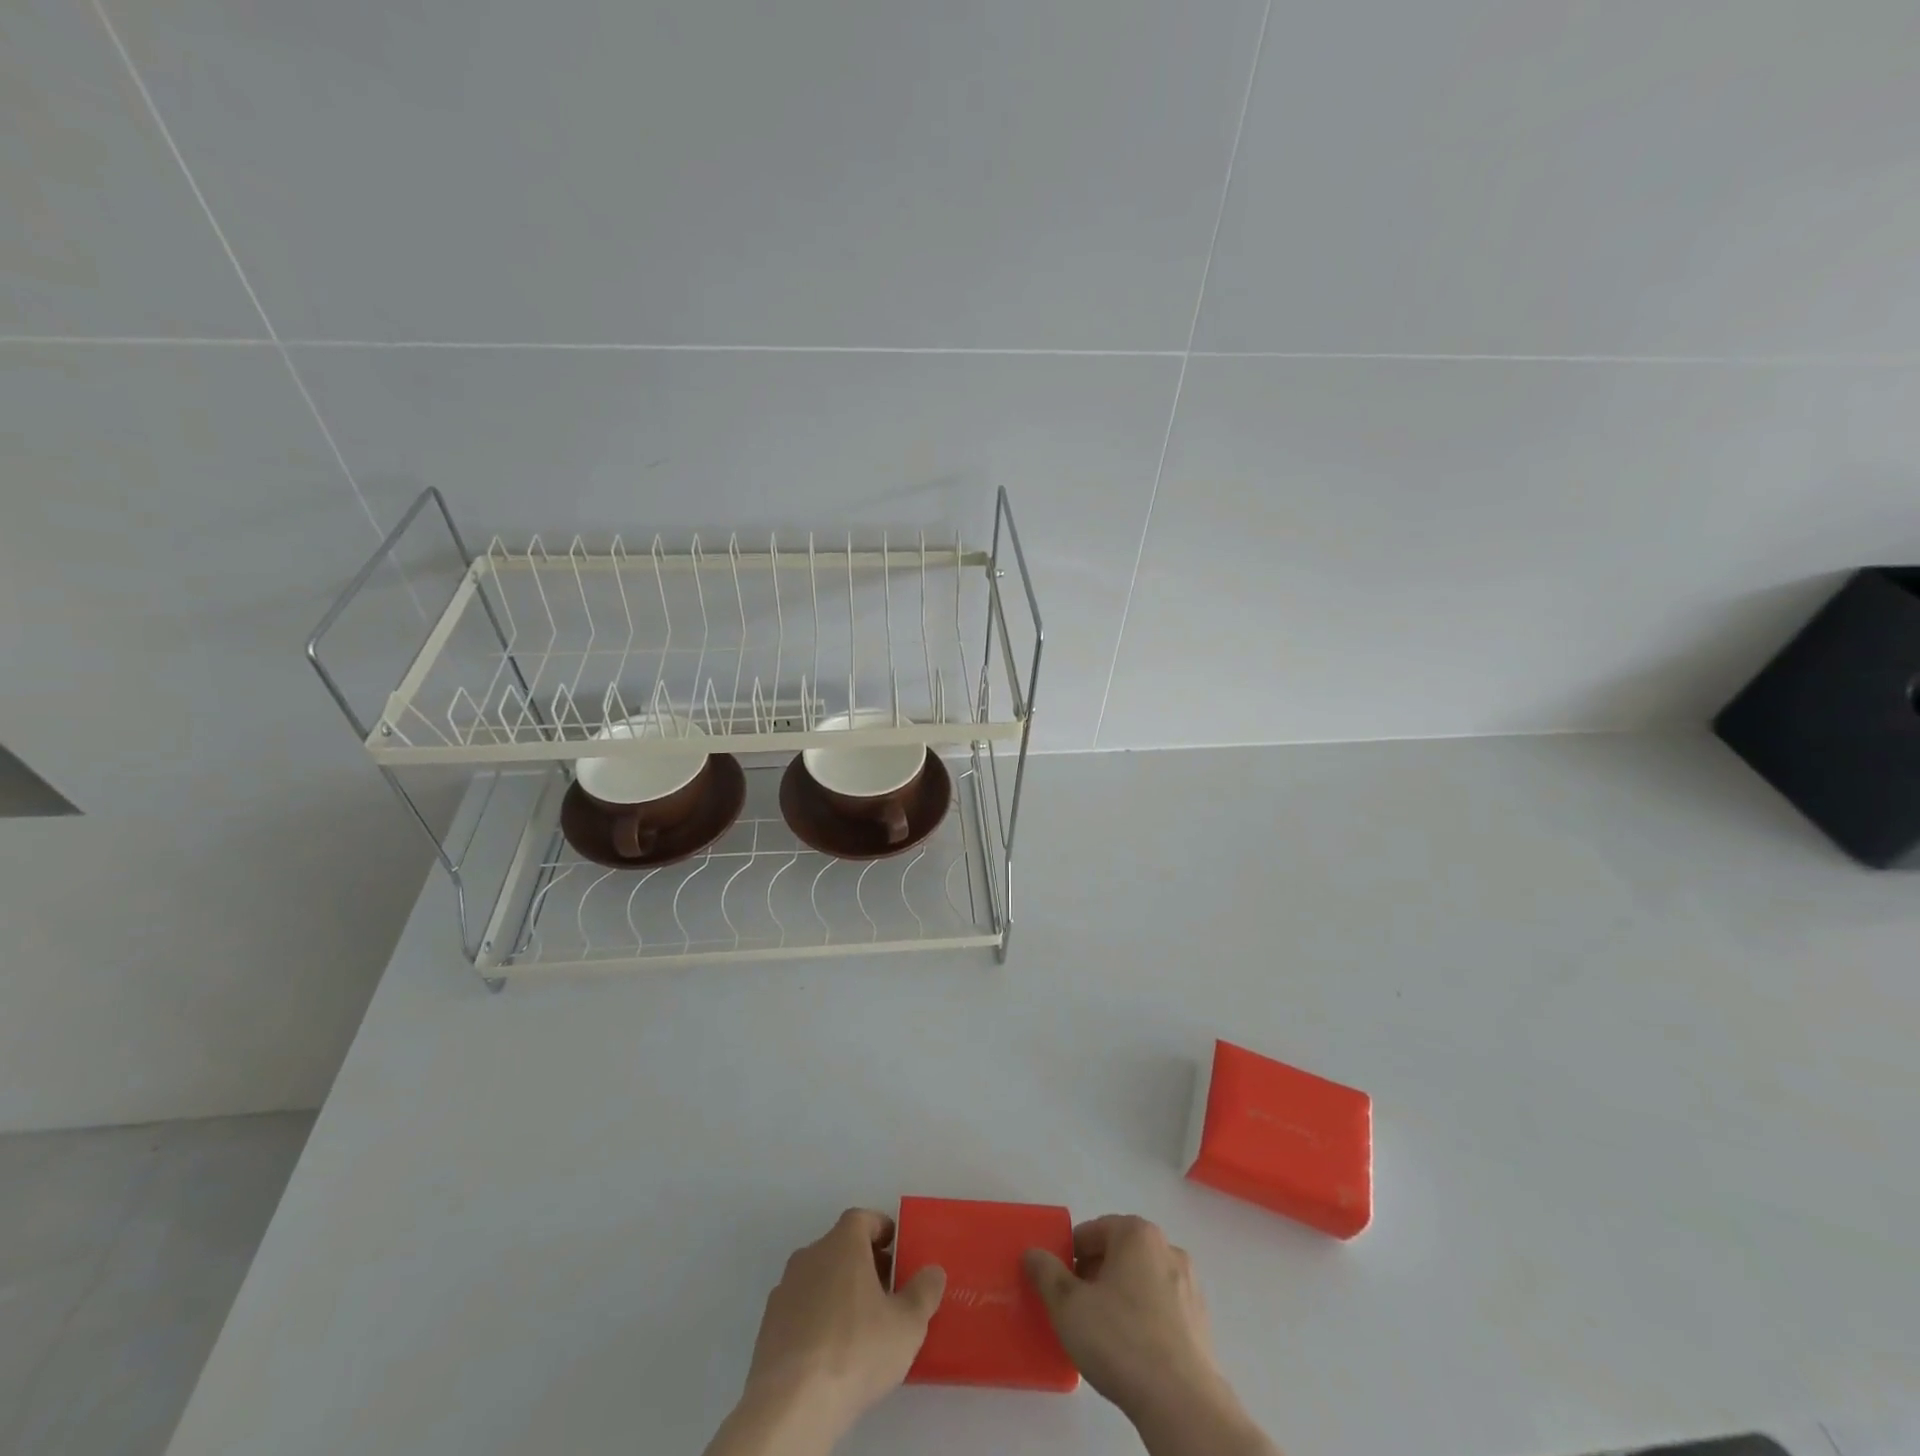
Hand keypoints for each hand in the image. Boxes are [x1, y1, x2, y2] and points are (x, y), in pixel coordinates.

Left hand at [710, 1209, 944, 1455]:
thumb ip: (925, 1291)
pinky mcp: (769, 1326)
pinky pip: (801, 1308)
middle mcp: (810, 1255)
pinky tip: (830, 1349)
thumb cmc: (856, 1349)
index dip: (881, 1229)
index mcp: (842, 1244)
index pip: (862, 1218)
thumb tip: (933, 1271)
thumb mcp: (907, 1324)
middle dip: (864, 1262)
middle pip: (840, 1246)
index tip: (897, 1249)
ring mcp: (785, 1290)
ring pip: (819, 1277)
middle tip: (886, 1290)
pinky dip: (817, 1316)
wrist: (793, 1403)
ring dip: (839, 1290)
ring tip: (860, 1325)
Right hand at [1025, 1216, 1276, 1455]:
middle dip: (1094, 1275)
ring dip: (1120, 1296)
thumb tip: (1033, 1253)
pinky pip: (1161, 1308)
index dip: (1069, 1256)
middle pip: (1118, 1253)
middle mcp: (1167, 1248)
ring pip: (1141, 1280)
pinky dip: (1144, 1318)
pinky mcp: (1201, 1321)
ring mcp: (1189, 1285)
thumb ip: (1045, 1273)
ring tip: (1103, 1333)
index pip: (1091, 1232)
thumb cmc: (1120, 1341)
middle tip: (1077, 1309)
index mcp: (1137, 1233)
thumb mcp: (1067, 1305)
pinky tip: (1131, 1351)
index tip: (1059, 1287)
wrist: (1182, 1403)